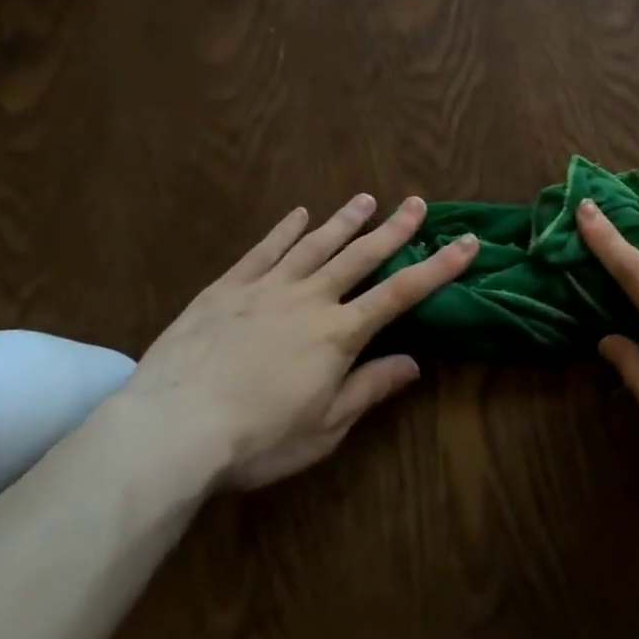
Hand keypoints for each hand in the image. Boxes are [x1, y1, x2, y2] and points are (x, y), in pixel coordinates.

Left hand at [112, 195, 478, 495]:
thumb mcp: (324, 428)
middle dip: (394, 229)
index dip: (438, 267)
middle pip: (361, 256)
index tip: (467, 242)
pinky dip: (285, 230)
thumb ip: (369, 389)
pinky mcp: (228, 287)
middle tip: (417, 203)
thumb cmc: (256, 439)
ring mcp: (266, 287)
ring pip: (316, 244)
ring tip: (366, 199)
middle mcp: (310, 299)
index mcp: (338, 334)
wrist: (170, 429)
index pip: (401, 293)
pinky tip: (298, 214)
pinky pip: (264, 250)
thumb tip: (415, 363)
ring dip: (344, 221)